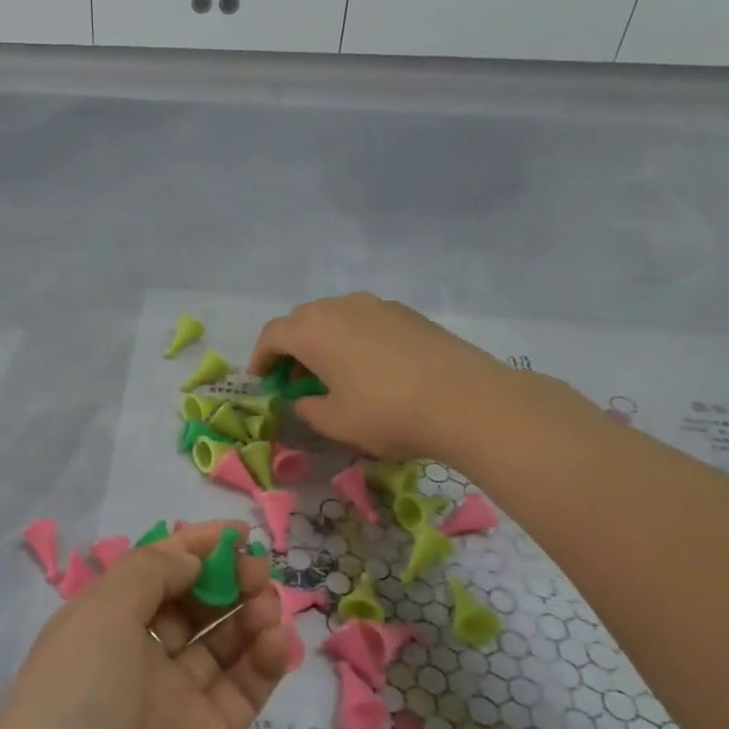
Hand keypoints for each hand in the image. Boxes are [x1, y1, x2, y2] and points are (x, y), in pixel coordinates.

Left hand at [0, 520, 287, 728]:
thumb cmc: (73, 712)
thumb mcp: (98, 619)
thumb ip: (149, 573)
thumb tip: (190, 552)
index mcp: (95, 626)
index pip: (151, 572)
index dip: (193, 548)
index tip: (239, 532)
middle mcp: (130, 661)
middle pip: (188, 605)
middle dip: (224, 579)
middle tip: (259, 570)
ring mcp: (169, 707)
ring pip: (219, 645)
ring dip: (248, 615)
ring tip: (271, 603)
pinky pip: (240, 691)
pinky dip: (263, 661)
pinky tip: (278, 641)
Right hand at [249, 293, 539, 462]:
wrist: (467, 400)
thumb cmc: (387, 412)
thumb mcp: (336, 422)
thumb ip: (308, 409)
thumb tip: (305, 400)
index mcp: (312, 330)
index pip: (272, 335)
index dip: (261, 358)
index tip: (262, 381)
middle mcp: (339, 307)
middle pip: (302, 321)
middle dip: (291, 348)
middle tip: (295, 380)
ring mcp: (376, 305)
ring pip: (335, 317)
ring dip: (324, 341)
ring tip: (333, 373)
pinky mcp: (407, 313)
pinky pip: (365, 320)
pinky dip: (354, 339)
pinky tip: (371, 368)